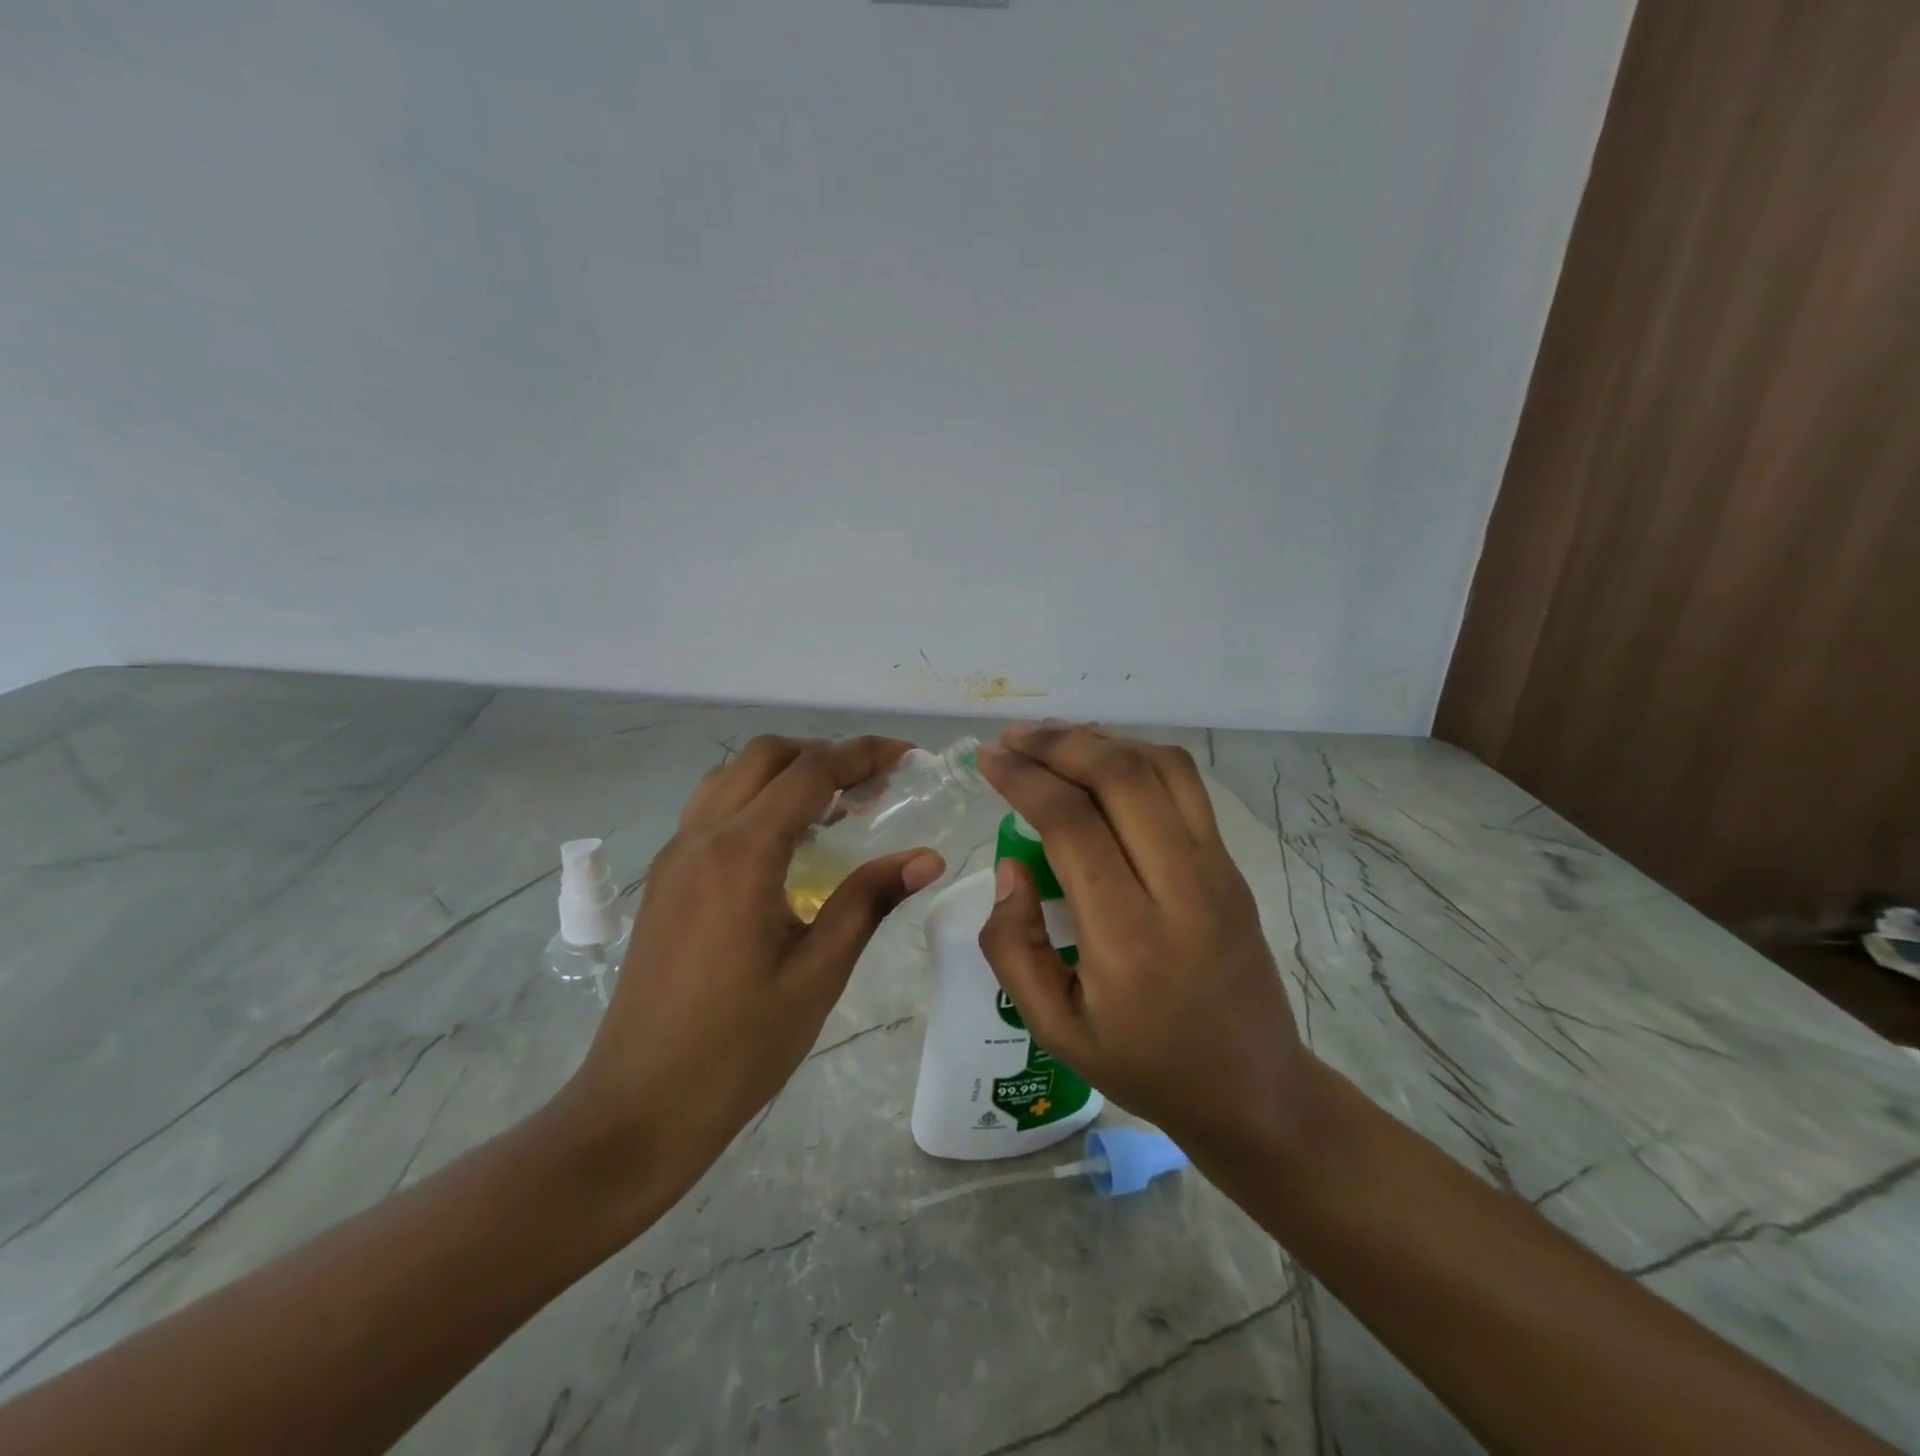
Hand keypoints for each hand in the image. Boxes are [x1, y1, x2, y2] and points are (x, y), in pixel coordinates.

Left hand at [565, 736, 944, 1195]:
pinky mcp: (665, 879)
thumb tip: (928, 857)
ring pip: (732, 776)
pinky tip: (789, 841)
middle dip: (825, 753)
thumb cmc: (738, 1048)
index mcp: (741, 855)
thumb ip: (869, 901)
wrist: (638, 1108)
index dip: (864, 755)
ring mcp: (675, 856)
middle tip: (875, 783)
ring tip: (837, 804)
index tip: (908, 757)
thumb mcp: (818, 974)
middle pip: (765, 756)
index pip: (810, 773)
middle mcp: (700, 837)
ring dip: (787, 771)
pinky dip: (757, 798)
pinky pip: (713, 809)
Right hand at [974, 724, 1308, 1160]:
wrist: (1253, 1090)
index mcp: (1128, 940)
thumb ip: (1014, 946)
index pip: (1072, 825)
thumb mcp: (1054, 1029)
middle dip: (1059, 744)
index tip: (988, 759)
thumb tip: (1011, 866)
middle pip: (1121, 778)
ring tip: (1054, 738)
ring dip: (1102, 740)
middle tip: (1014, 737)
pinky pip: (1186, 788)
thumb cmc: (1145, 1066)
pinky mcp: (1233, 866)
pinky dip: (1138, 758)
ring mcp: (1217, 871)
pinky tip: (1104, 762)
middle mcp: (1181, 890)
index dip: (1024, 780)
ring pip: (1162, 768)